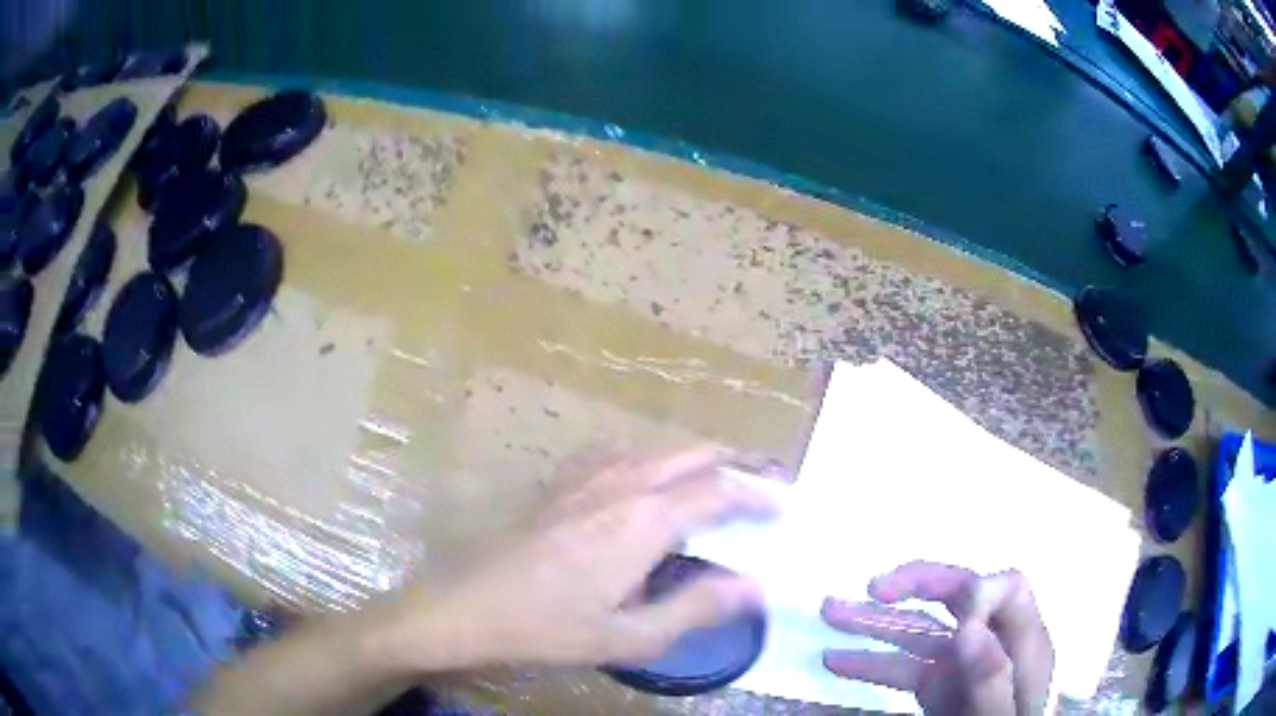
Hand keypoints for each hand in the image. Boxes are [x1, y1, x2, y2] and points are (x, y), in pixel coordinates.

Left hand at [383, 446, 777, 671]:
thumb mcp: (631, 636)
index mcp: (646, 520)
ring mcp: (587, 477)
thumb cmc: (549, 629)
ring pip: (660, 451)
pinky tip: (649, 487)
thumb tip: (757, 585)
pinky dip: (654, 463)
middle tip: (766, 487)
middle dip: (737, 466)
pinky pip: (622, 456)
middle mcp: (623, 483)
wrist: (466, 607)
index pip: (721, 492)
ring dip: (697, 463)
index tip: (789, 504)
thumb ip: (698, 607)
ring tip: (720, 487)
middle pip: (695, 455)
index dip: (761, 495)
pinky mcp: (561, 483)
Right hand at [821, 562, 1053, 714]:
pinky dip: (869, 666)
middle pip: (959, 598)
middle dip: (916, 586)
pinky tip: (835, 665)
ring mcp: (961, 668)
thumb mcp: (1003, 715)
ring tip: (831, 613)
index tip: (953, 619)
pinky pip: (901, 670)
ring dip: (876, 624)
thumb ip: (993, 675)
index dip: (977, 591)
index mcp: (1021, 644)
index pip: (1006, 590)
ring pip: (920, 634)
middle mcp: (990, 646)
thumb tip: (969, 625)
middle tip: (874, 587)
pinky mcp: (937, 689)